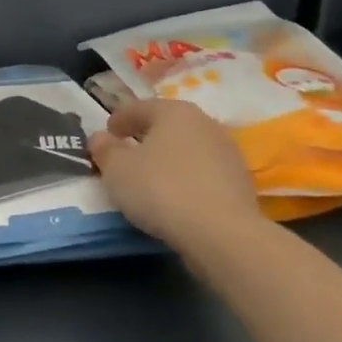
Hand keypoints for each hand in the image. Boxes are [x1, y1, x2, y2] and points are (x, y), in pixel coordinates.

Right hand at [89, 99, 265, 250]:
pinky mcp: (241, 181)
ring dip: (170, 157)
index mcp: (173, 111)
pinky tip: (178, 196)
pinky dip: (188, 178)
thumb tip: (100, 138)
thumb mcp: (118, 171)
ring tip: (153, 177)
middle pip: (167, 125)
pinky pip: (204, 172)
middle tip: (128, 151)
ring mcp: (227, 151)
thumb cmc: (162, 190)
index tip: (107, 132)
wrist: (223, 234)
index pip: (139, 107)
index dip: (119, 119)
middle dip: (147, 135)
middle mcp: (204, 122)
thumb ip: (105, 150)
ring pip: (189, 148)